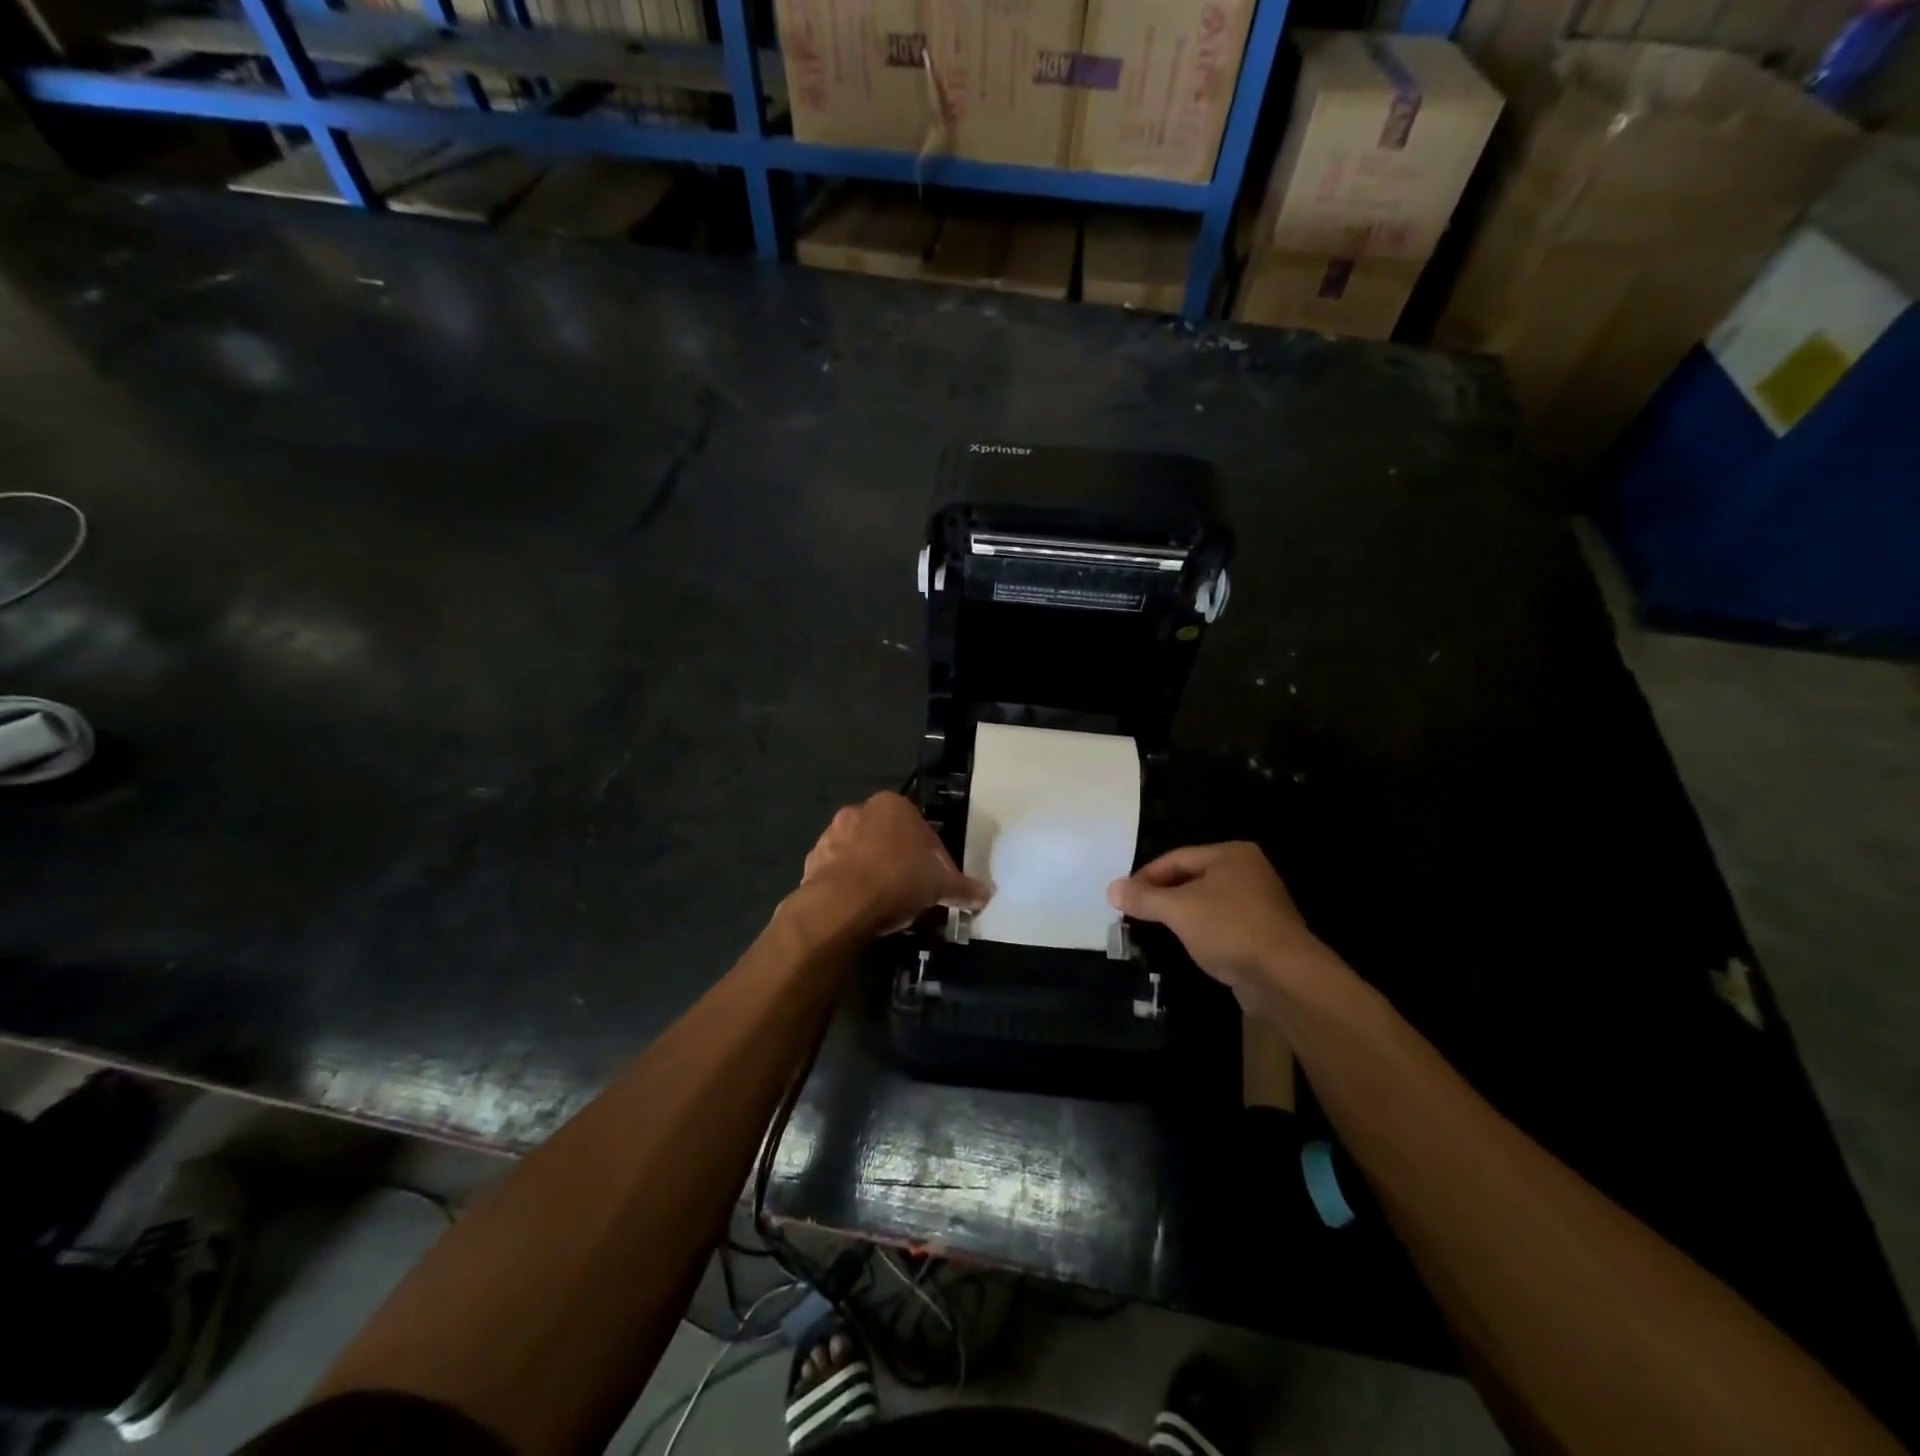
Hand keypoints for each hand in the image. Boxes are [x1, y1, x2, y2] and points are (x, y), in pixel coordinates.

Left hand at [797, 792, 990, 936]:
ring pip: (863, 853)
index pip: (924, 832)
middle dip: (902, 862)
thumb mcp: (939, 885)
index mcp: (893, 805)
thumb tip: (987, 894)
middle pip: (891, 839)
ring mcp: (831, 834)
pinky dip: (851, 885)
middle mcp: (860, 810)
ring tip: (887, 904)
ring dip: (875, 872)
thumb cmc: (897, 880)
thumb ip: (963, 888)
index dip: (935, 860)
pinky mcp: (812, 860)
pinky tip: (862, 907)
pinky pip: (840, 871)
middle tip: (914, 893)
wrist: (839, 905)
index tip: (938, 885)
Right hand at [1108, 842, 1339, 1018]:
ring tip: (1156, 930)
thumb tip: (1112, 888)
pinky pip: (1223, 924)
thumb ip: (1143, 898)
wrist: (1285, 977)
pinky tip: (1189, 946)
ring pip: (1207, 903)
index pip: (1176, 858)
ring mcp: (1260, 903)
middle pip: (1192, 878)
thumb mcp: (1178, 909)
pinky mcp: (1264, 933)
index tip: (1123, 896)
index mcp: (1231, 854)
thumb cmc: (1229, 929)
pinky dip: (1202, 931)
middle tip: (1136, 912)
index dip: (1146, 876)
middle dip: (1163, 895)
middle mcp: (1249, 872)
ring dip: (1182, 915)